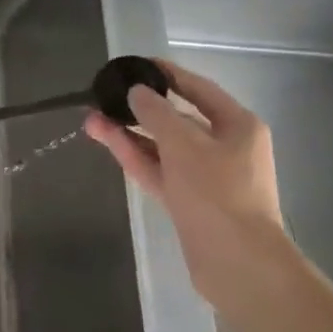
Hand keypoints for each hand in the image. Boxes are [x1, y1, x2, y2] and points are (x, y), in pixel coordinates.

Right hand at [84, 59, 293, 312]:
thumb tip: (136, 92)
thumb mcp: (183, 145)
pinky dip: (138, 158)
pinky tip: (109, 143)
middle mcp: (226, 147)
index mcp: (238, 125)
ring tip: (93, 120)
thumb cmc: (218, 194)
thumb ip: (155, 113)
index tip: (135, 66)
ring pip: (164, 148)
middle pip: (178, 119)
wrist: (239, 265)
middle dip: (140, 110)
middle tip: (106, 98)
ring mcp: (208, 177)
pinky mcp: (191, 202)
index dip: (166, 75)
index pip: (198, 89)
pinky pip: (161, 171)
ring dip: (131, 135)